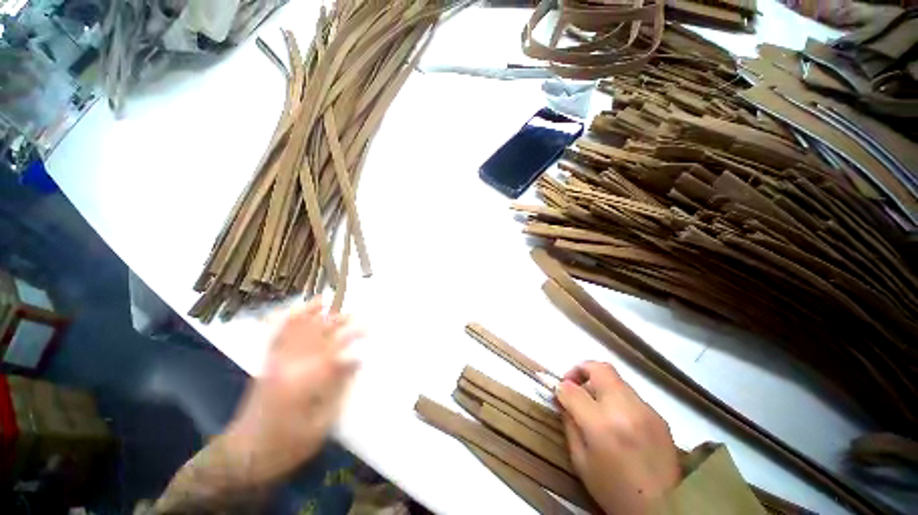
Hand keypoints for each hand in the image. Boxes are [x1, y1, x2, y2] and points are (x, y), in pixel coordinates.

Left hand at [222, 298, 361, 484]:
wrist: (245, 455)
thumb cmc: (288, 445)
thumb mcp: (321, 424)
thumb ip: (339, 388)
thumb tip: (355, 359)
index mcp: (306, 381)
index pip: (336, 348)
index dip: (354, 335)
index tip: (370, 329)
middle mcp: (290, 364)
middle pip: (318, 333)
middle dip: (339, 321)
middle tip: (357, 316)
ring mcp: (276, 362)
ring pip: (297, 329)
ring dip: (314, 313)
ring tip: (328, 301)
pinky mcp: (268, 364)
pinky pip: (278, 335)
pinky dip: (288, 319)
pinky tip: (298, 311)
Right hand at [556, 361, 679, 514]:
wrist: (664, 512)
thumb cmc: (614, 490)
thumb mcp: (580, 461)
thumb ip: (569, 423)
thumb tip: (562, 397)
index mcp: (602, 425)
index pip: (572, 389)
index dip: (560, 386)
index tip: (556, 391)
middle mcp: (625, 409)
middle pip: (600, 368)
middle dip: (580, 370)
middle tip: (573, 384)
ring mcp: (646, 411)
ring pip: (616, 379)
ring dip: (599, 384)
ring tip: (594, 405)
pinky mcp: (659, 416)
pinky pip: (630, 396)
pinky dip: (617, 399)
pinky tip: (617, 420)